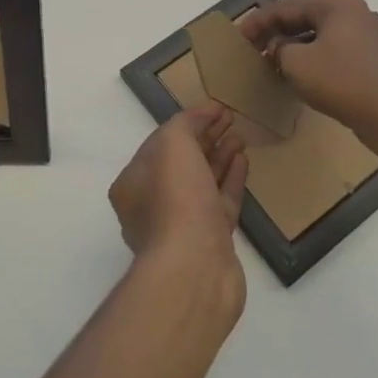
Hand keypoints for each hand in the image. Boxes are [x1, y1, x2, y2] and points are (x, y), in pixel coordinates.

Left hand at [109, 101, 248, 275]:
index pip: (160, 143)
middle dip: (205, 138)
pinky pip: (220, 203)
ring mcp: (182, 225)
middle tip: (231, 118)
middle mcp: (152, 205)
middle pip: (182, 162)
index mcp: (133, 183)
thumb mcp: (172, 144)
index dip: (188, 123)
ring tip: (241, 135)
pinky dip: (230, 180)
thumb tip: (204, 114)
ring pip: (202, 182)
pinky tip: (244, 161)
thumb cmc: (175, 199)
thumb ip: (185, 124)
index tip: (215, 109)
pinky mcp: (210, 242)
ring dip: (220, 156)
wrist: (195, 268)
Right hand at [239, 0, 377, 159]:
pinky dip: (312, 57)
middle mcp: (354, 10)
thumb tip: (278, 47)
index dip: (257, 22)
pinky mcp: (372, 56)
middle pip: (303, 17)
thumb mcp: (297, 63)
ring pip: (318, 34)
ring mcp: (366, 33)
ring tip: (269, 61)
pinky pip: (332, 49)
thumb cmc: (343, 82)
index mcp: (337, 3)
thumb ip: (278, 47)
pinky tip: (297, 72)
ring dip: (293, 46)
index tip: (237, 37)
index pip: (285, 6)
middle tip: (251, 48)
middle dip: (275, 32)